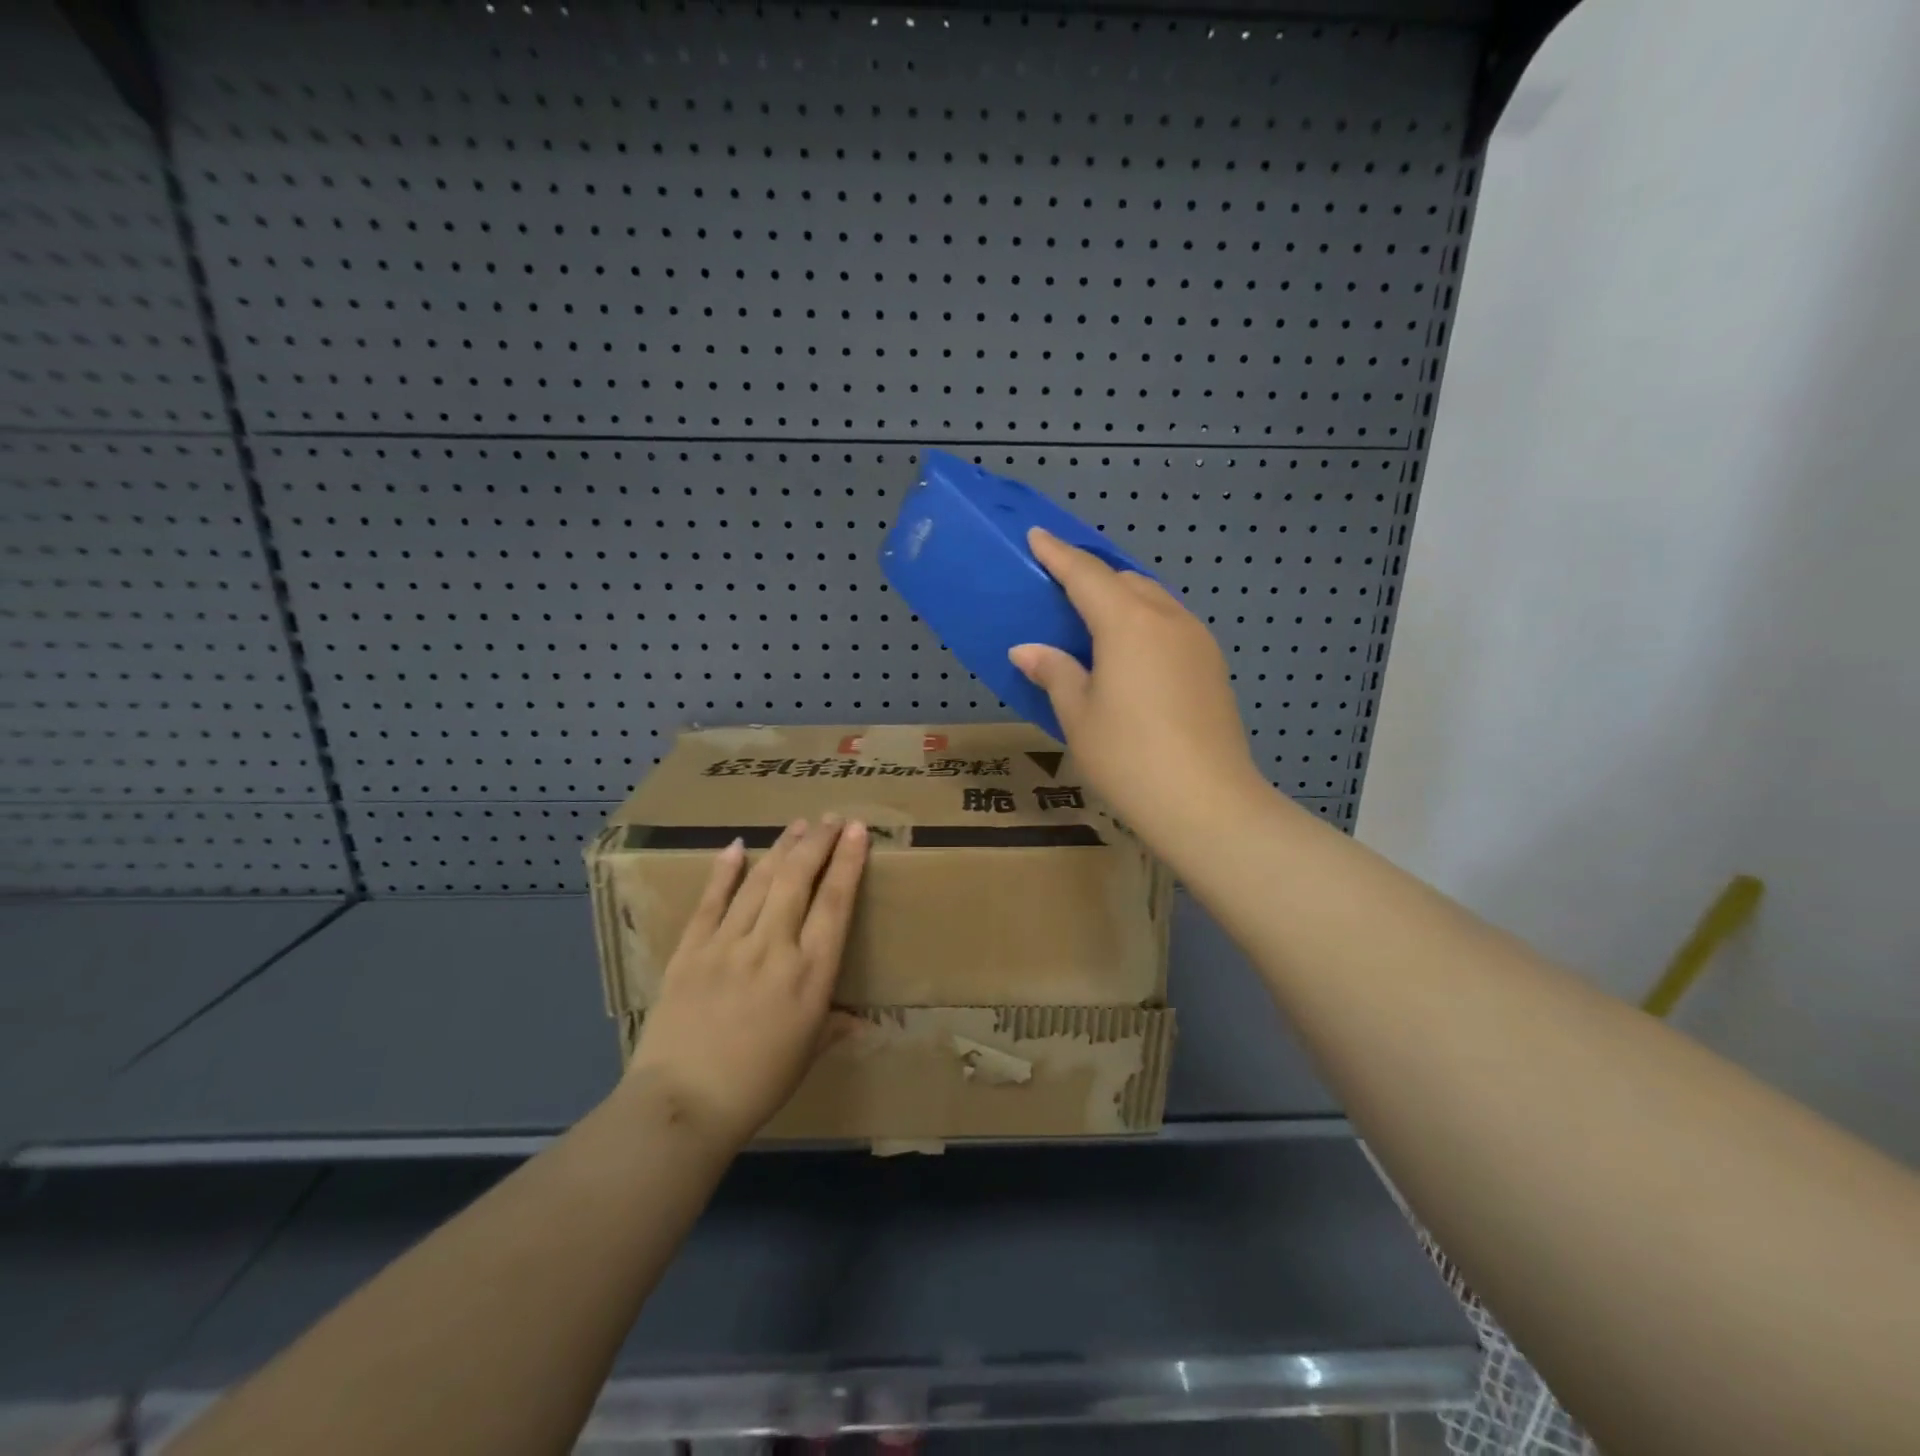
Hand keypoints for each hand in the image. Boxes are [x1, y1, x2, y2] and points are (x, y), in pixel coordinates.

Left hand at [625, 817, 868, 1146]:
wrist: (682, 1105)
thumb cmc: (757, 1085)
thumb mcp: (807, 1055)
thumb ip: (835, 1027)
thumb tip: (863, 1022)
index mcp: (810, 974)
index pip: (835, 903)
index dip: (848, 862)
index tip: (858, 831)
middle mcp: (773, 947)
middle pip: (798, 879)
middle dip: (818, 842)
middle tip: (832, 818)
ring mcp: (728, 944)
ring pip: (760, 881)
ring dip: (782, 848)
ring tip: (799, 825)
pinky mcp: (691, 950)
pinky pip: (710, 902)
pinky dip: (724, 872)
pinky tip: (735, 846)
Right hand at [1010, 527, 1263, 852]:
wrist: (1206, 803)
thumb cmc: (1128, 757)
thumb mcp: (1078, 715)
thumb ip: (1054, 672)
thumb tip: (1028, 650)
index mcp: (1128, 623)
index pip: (1085, 575)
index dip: (1058, 554)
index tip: (1037, 536)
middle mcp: (1167, 619)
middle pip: (1125, 581)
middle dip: (1092, 576)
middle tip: (1062, 586)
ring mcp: (1197, 641)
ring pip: (1154, 601)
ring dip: (1123, 599)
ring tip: (1095, 619)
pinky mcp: (1212, 666)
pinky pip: (1171, 626)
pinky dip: (1145, 624)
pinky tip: (1131, 653)